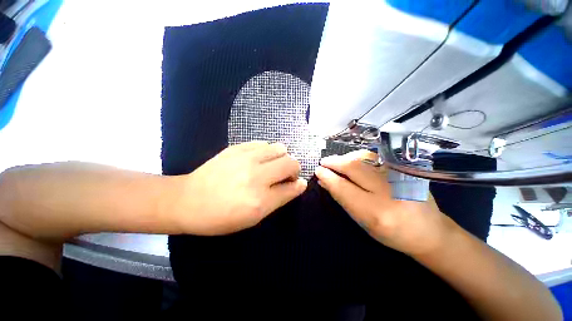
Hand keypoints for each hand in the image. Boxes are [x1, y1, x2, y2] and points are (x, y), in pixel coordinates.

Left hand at [168, 141, 306, 235]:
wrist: (188, 200)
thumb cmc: (222, 216)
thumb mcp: (254, 217)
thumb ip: (280, 199)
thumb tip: (298, 185)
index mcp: (260, 200)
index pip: (293, 187)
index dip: (299, 185)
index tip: (297, 184)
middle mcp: (256, 176)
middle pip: (291, 163)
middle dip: (294, 169)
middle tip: (284, 175)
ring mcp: (246, 158)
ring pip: (280, 148)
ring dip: (282, 157)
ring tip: (272, 165)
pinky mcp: (237, 148)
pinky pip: (263, 143)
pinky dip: (267, 151)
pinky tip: (259, 159)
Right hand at [315, 150, 452, 255]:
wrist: (428, 230)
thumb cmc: (391, 232)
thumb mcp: (362, 221)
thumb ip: (342, 198)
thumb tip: (325, 181)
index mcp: (376, 211)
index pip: (343, 187)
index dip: (328, 177)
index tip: (318, 171)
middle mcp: (389, 191)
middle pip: (354, 167)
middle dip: (334, 162)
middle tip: (324, 162)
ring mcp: (399, 175)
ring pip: (364, 158)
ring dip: (345, 158)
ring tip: (336, 162)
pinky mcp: (405, 168)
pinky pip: (376, 157)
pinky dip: (359, 157)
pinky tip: (352, 160)